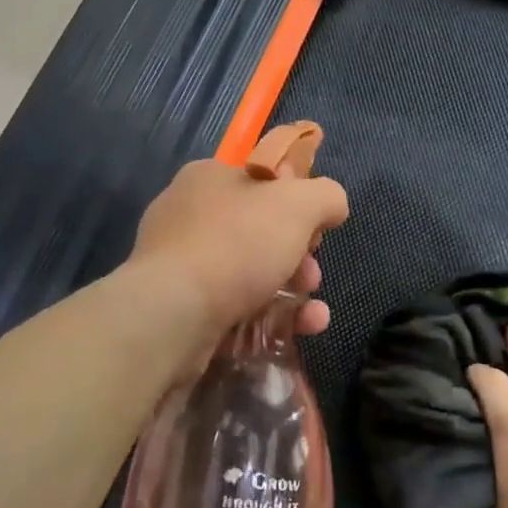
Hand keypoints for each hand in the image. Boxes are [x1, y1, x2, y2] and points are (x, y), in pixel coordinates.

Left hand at [125, 145, 349, 341]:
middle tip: (312, 274)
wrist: (174, 313)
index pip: (260, 181)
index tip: (316, 228)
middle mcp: (189, 217)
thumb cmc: (236, 244)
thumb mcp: (298, 204)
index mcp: (208, 178)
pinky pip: (236, 308)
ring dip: (292, 291)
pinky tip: (301, 329)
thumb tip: (333, 205)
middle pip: (258, 231)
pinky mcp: (182, 309)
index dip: (296, 201)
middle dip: (298, 255)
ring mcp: (181, 265)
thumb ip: (325, 196)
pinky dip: (271, 318)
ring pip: (250, 274)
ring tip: (313, 313)